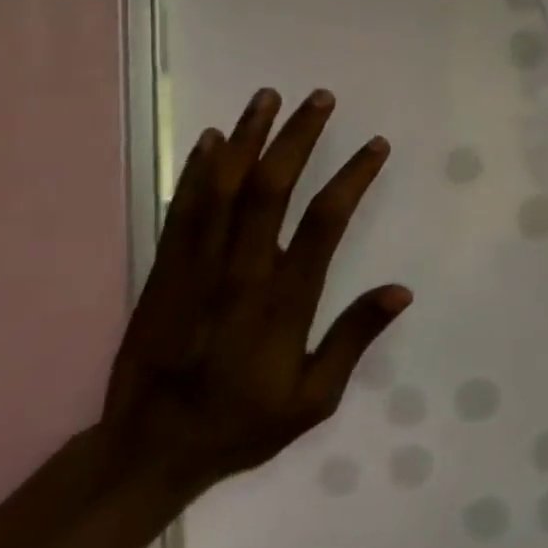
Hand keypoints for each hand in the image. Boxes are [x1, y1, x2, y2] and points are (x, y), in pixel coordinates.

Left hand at [100, 88, 410, 502]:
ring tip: (268, 96)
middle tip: (320, 97)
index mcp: (282, 303)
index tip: (375, 145)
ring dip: (247, 137)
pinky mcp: (164, 271)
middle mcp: (240, 274)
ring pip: (223, 188)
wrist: (147, 451)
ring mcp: (196, 269)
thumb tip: (400, 291)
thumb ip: (353, 340)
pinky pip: (183, 210)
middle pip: (270, 189)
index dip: (352, 177)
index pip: (324, 223)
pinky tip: (210, 139)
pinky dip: (198, 170)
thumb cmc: (240, 424)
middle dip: (298, 137)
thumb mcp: (313, 400)